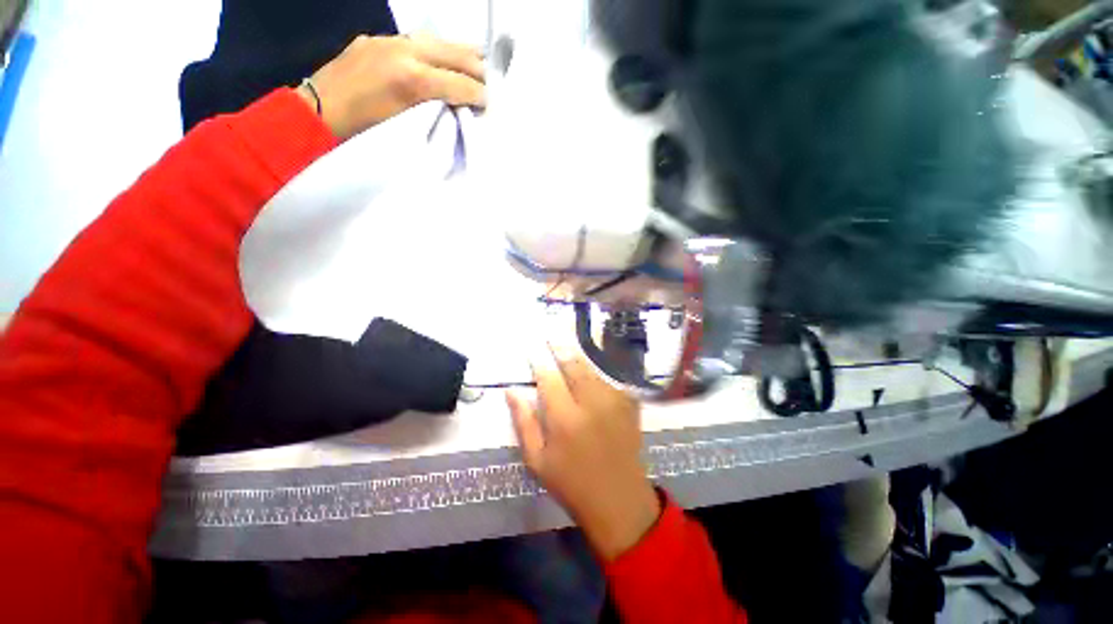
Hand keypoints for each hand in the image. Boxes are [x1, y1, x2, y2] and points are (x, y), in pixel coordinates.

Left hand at [297, 33, 485, 140]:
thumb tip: (459, 108)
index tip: (490, 105)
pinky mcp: (377, 39)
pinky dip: (437, 51)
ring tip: (476, 65)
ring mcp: (389, 40)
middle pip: (454, 53)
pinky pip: (417, 40)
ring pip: (438, 40)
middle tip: (488, 85)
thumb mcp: (406, 128)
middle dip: (477, 69)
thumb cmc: (364, 133)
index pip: (459, 83)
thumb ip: (436, 113)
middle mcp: (404, 50)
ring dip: (460, 54)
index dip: (479, 95)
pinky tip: (442, 60)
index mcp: (412, 79)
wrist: (318, 113)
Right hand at [507, 343, 661, 560]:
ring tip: (567, 348)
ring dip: (578, 358)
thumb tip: (511, 391)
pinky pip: (608, 379)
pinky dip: (595, 372)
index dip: (538, 361)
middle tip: (551, 336)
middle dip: (560, 348)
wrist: (619, 498)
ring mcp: (613, 401)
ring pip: (591, 368)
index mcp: (564, 419)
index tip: (532, 350)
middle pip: (573, 365)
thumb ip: (523, 422)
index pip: (548, 378)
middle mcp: (591, 404)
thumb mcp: (537, 460)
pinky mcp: (628, 404)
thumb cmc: (571, 482)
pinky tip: (589, 370)